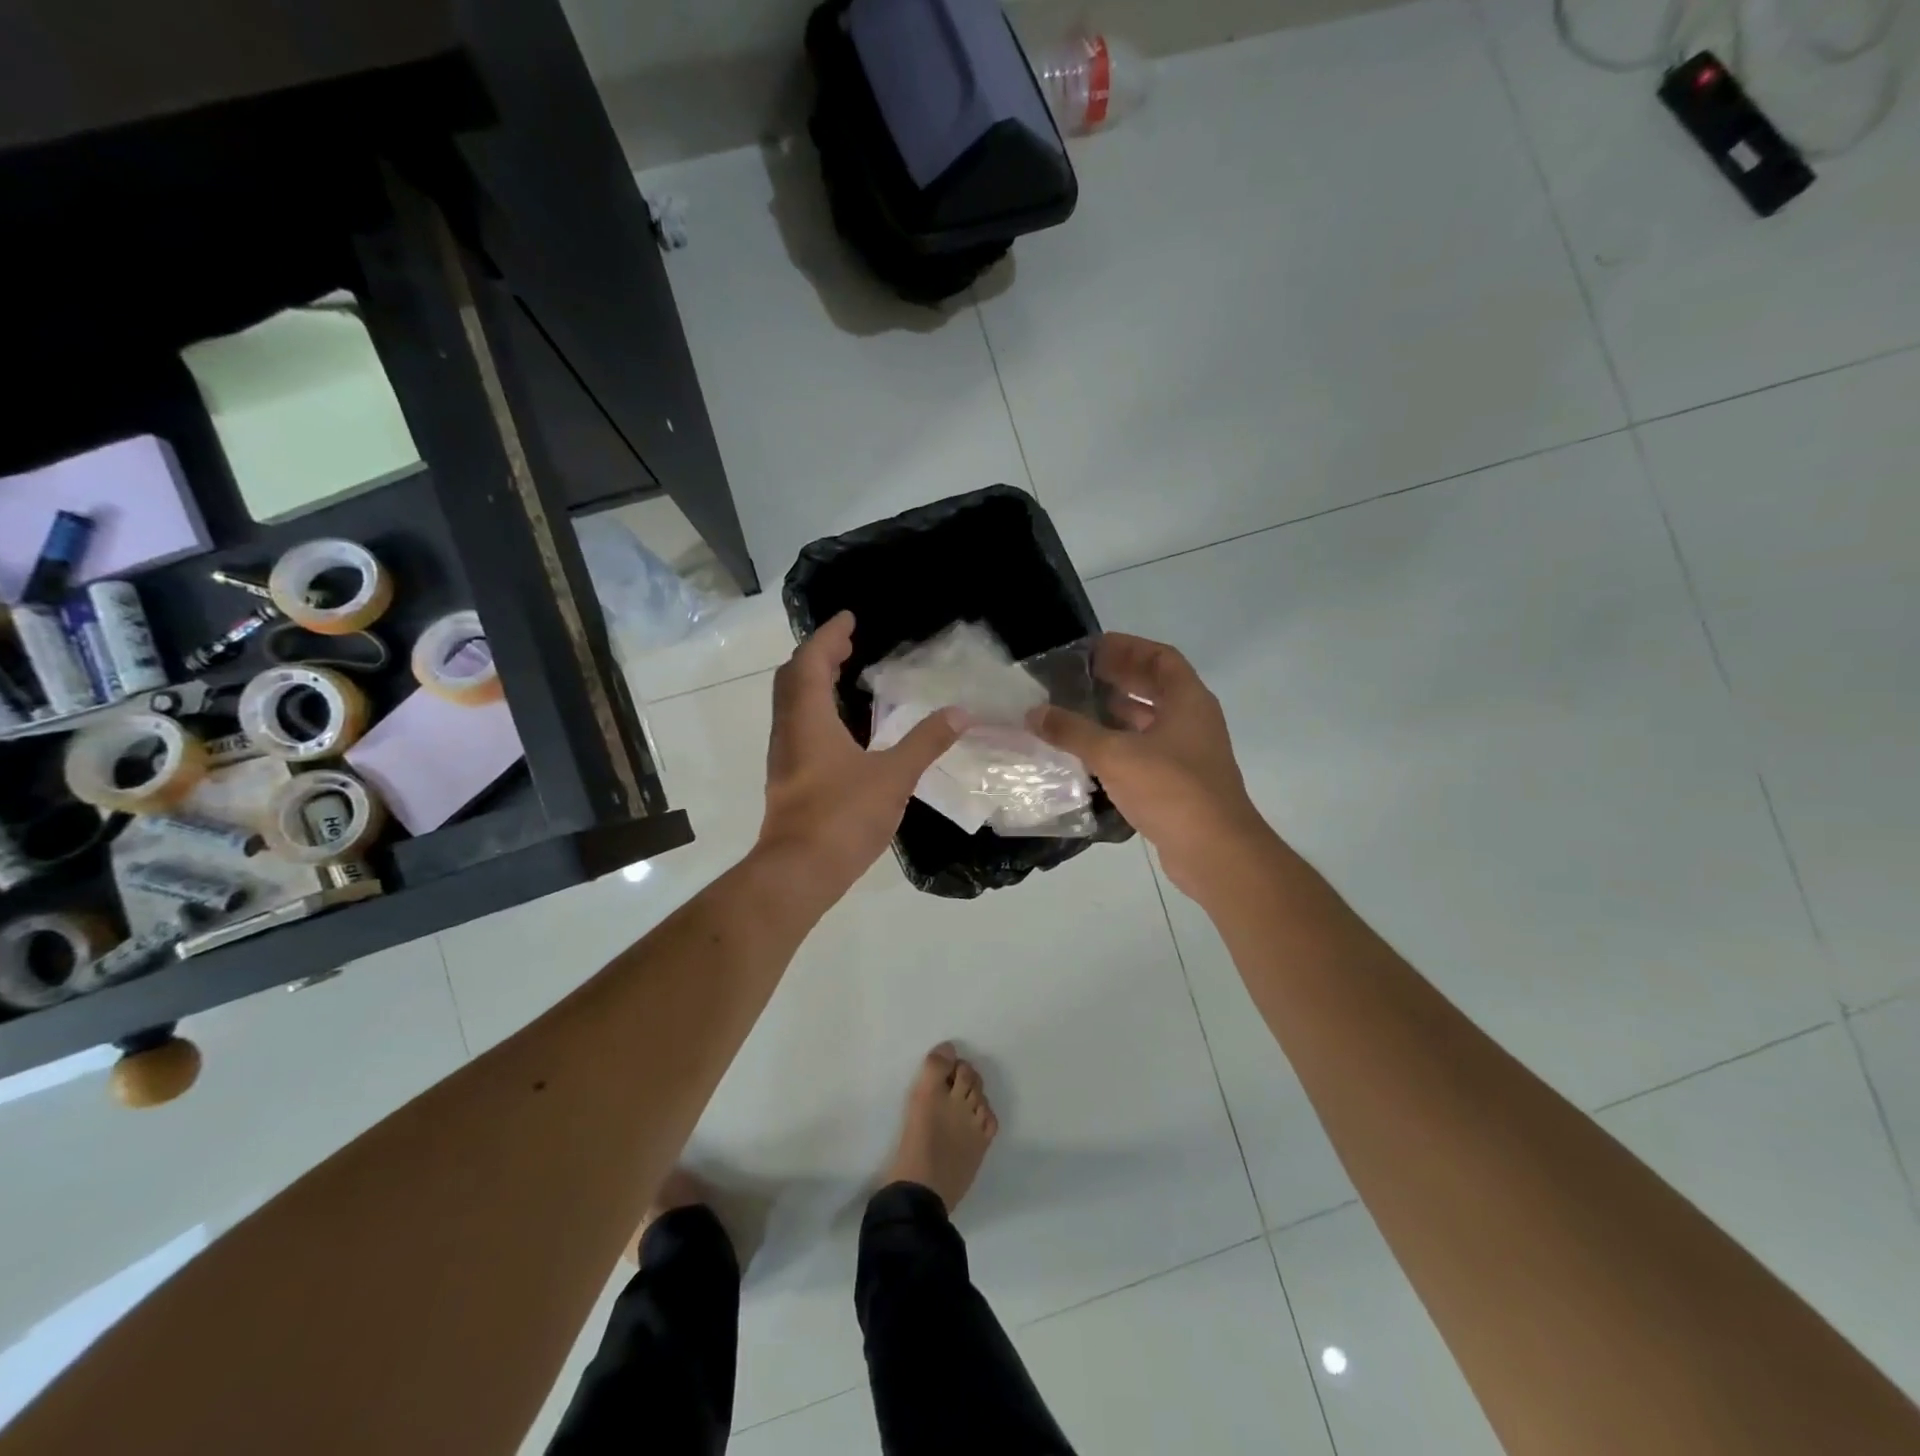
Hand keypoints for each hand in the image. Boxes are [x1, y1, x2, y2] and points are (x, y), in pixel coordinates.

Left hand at [759, 612, 966, 895]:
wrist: (799, 871)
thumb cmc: (843, 816)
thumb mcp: (894, 776)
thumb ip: (926, 741)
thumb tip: (961, 712)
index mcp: (808, 718)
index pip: (811, 661)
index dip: (829, 636)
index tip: (849, 619)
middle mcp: (788, 730)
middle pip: (794, 677)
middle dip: (819, 655)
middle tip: (848, 644)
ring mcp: (784, 755)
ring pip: (792, 703)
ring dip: (813, 681)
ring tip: (844, 675)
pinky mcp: (788, 777)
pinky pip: (797, 725)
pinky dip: (815, 708)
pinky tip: (841, 725)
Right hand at [1028, 633, 1270, 897]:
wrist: (1214, 851)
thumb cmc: (1171, 789)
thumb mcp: (1115, 755)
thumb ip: (1073, 732)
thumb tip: (1034, 713)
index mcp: (1188, 701)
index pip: (1161, 658)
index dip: (1128, 648)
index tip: (1093, 649)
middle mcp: (1193, 721)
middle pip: (1156, 687)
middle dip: (1120, 678)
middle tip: (1079, 676)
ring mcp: (1189, 754)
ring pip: (1150, 722)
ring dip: (1118, 713)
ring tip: (1078, 710)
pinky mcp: (1180, 784)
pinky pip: (1147, 751)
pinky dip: (1121, 745)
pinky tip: (1090, 753)